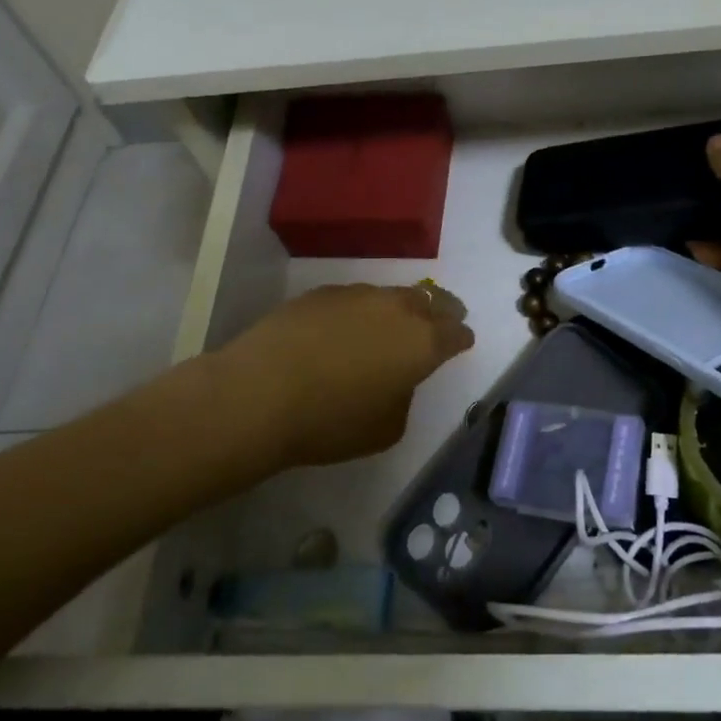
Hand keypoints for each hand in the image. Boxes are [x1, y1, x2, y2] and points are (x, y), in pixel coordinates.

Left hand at [215, 283, 473, 469]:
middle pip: (432, 300)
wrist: (260, 392)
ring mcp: (359, 295)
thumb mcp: (386, 428)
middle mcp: (398, 308)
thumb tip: (396, 378)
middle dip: (443, 310)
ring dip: (401, 308)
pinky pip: (356, 297)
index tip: (461, 343)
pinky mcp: (324, 292)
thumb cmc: (330, 421)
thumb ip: (404, 396)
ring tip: (392, 324)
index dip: (461, 339)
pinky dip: (362, 310)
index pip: (456, 333)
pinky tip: (347, 327)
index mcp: (423, 343)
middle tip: (444, 319)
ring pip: (393, 295)